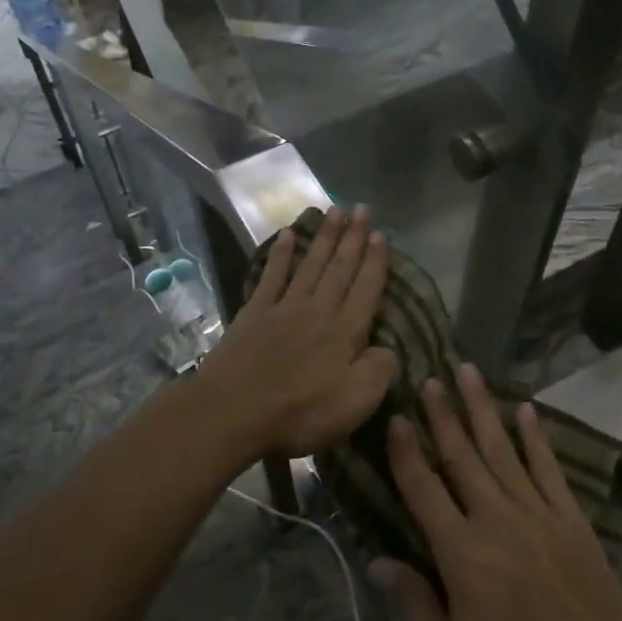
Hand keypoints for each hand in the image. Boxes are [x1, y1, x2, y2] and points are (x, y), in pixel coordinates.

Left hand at [190, 206, 398, 462]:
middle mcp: (318, 309)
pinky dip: (281, 254)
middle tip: (361, 208)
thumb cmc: (301, 412)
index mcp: (345, 331)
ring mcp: (284, 307)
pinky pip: (272, 276)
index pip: (366, 288)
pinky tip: (287, 235)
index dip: (375, 261)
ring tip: (334, 210)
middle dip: (353, 237)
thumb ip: (379, 370)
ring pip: (310, 264)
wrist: (234, 411)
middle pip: (340, 267)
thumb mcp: (356, 402)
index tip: (381, 235)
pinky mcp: (255, 313)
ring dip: (324, 236)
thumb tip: (388, 348)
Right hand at [374, 368, 621, 620]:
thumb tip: (379, 561)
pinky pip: (549, 468)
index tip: (395, 416)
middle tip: (428, 377)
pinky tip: (526, 410)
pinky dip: (536, 436)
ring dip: (483, 408)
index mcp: (462, 555)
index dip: (406, 452)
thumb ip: (413, 609)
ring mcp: (539, 516)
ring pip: (503, 450)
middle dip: (443, 414)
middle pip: (463, 456)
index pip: (423, 489)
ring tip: (468, 373)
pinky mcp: (572, 521)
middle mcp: (498, 520)